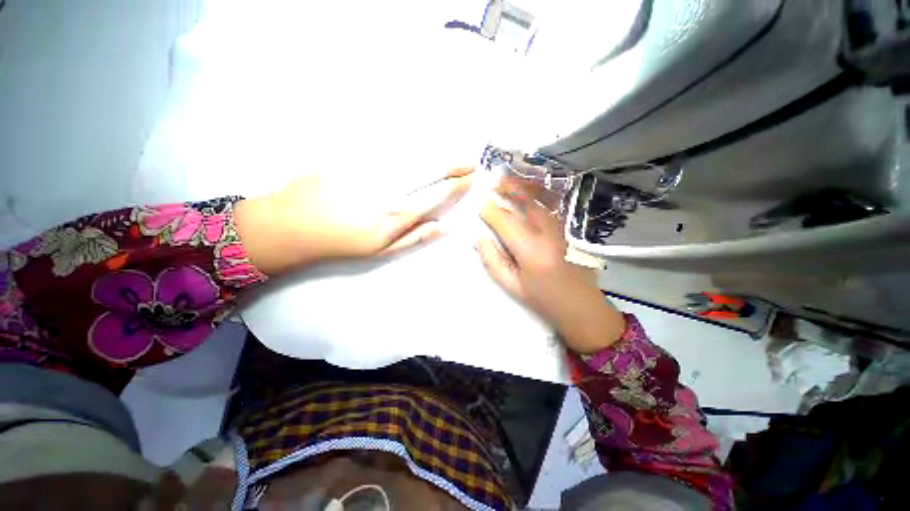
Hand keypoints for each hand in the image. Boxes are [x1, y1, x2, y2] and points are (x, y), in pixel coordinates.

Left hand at [235, 166, 472, 274]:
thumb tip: (446, 228)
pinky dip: (409, 144)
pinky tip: (418, 145)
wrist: (293, 224)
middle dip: (454, 164)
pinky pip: (389, 145)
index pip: (438, 194)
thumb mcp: (383, 250)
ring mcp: (372, 167)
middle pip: (431, 170)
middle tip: (470, 161)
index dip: (457, 185)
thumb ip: (416, 236)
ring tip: (450, 154)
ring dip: (437, 152)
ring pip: (413, 154)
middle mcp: (391, 187)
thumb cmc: (343, 243)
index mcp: (398, 213)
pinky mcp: (354, 154)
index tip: (471, 178)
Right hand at [477, 182, 625, 352]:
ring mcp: (564, 230)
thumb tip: (480, 237)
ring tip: (513, 178)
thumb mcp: (511, 286)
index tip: (480, 203)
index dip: (491, 211)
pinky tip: (535, 189)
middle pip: (528, 204)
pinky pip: (556, 207)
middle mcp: (549, 235)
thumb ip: (493, 261)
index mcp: (531, 252)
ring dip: (527, 187)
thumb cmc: (542, 299)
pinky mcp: (572, 230)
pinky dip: (543, 194)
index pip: (506, 223)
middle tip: (496, 180)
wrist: (581, 307)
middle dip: (511, 189)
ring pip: (544, 201)